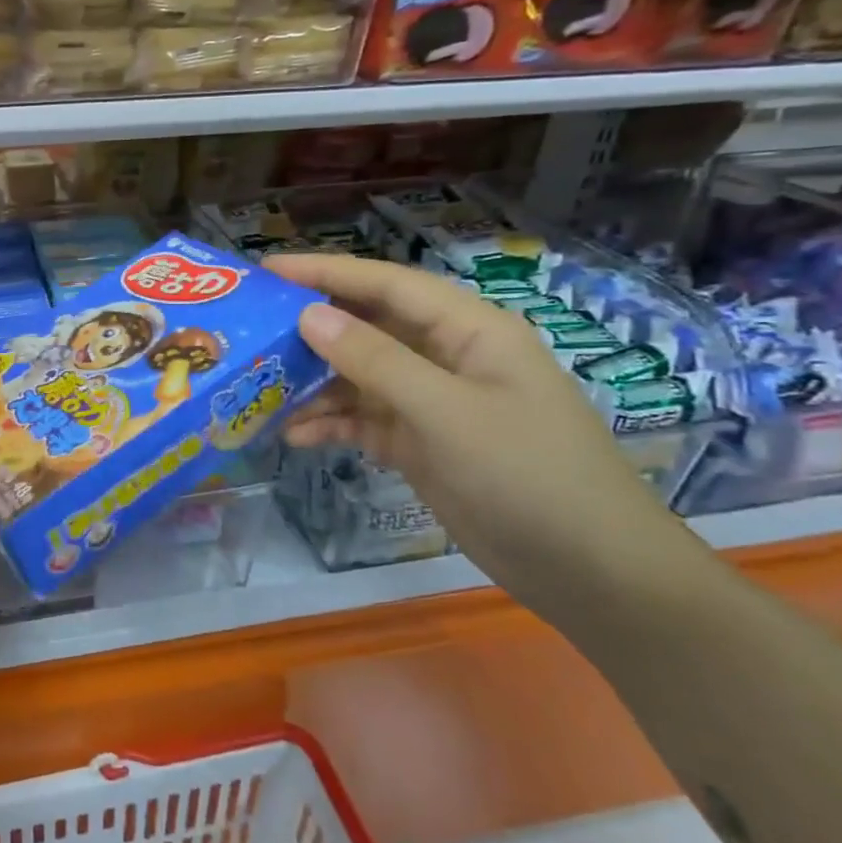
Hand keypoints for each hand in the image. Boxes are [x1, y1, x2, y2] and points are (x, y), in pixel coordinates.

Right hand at [265, 254, 699, 620]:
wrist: (590, 572)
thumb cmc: (528, 475)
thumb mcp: (446, 413)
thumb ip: (375, 361)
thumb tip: (309, 315)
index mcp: (469, 331)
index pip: (387, 284)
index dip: (326, 271)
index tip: (267, 270)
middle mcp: (447, 357)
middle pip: (368, 327)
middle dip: (312, 328)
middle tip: (251, 329)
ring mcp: (433, 403)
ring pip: (359, 377)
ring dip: (314, 384)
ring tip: (261, 390)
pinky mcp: (422, 444)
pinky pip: (364, 420)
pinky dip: (331, 425)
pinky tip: (296, 437)